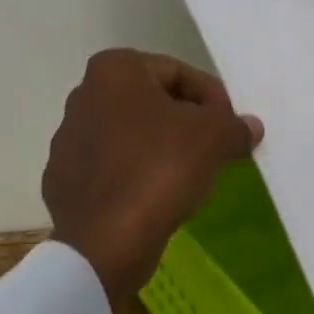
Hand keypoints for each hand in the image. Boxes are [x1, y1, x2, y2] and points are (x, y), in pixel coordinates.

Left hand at [43, 49, 263, 299]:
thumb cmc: (159, 170)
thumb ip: (234, 125)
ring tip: (189, 175)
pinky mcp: (62, 179)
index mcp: (114, 70)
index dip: (211, 98)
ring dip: (160, 147)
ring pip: (130, 135)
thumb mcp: (213, 138)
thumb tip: (250, 126)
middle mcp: (84, 95)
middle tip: (215, 148)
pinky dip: (135, 175)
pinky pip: (111, 168)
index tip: (230, 125)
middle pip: (151, 101)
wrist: (104, 243)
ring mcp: (68, 139)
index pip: (178, 73)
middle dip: (186, 121)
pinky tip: (156, 197)